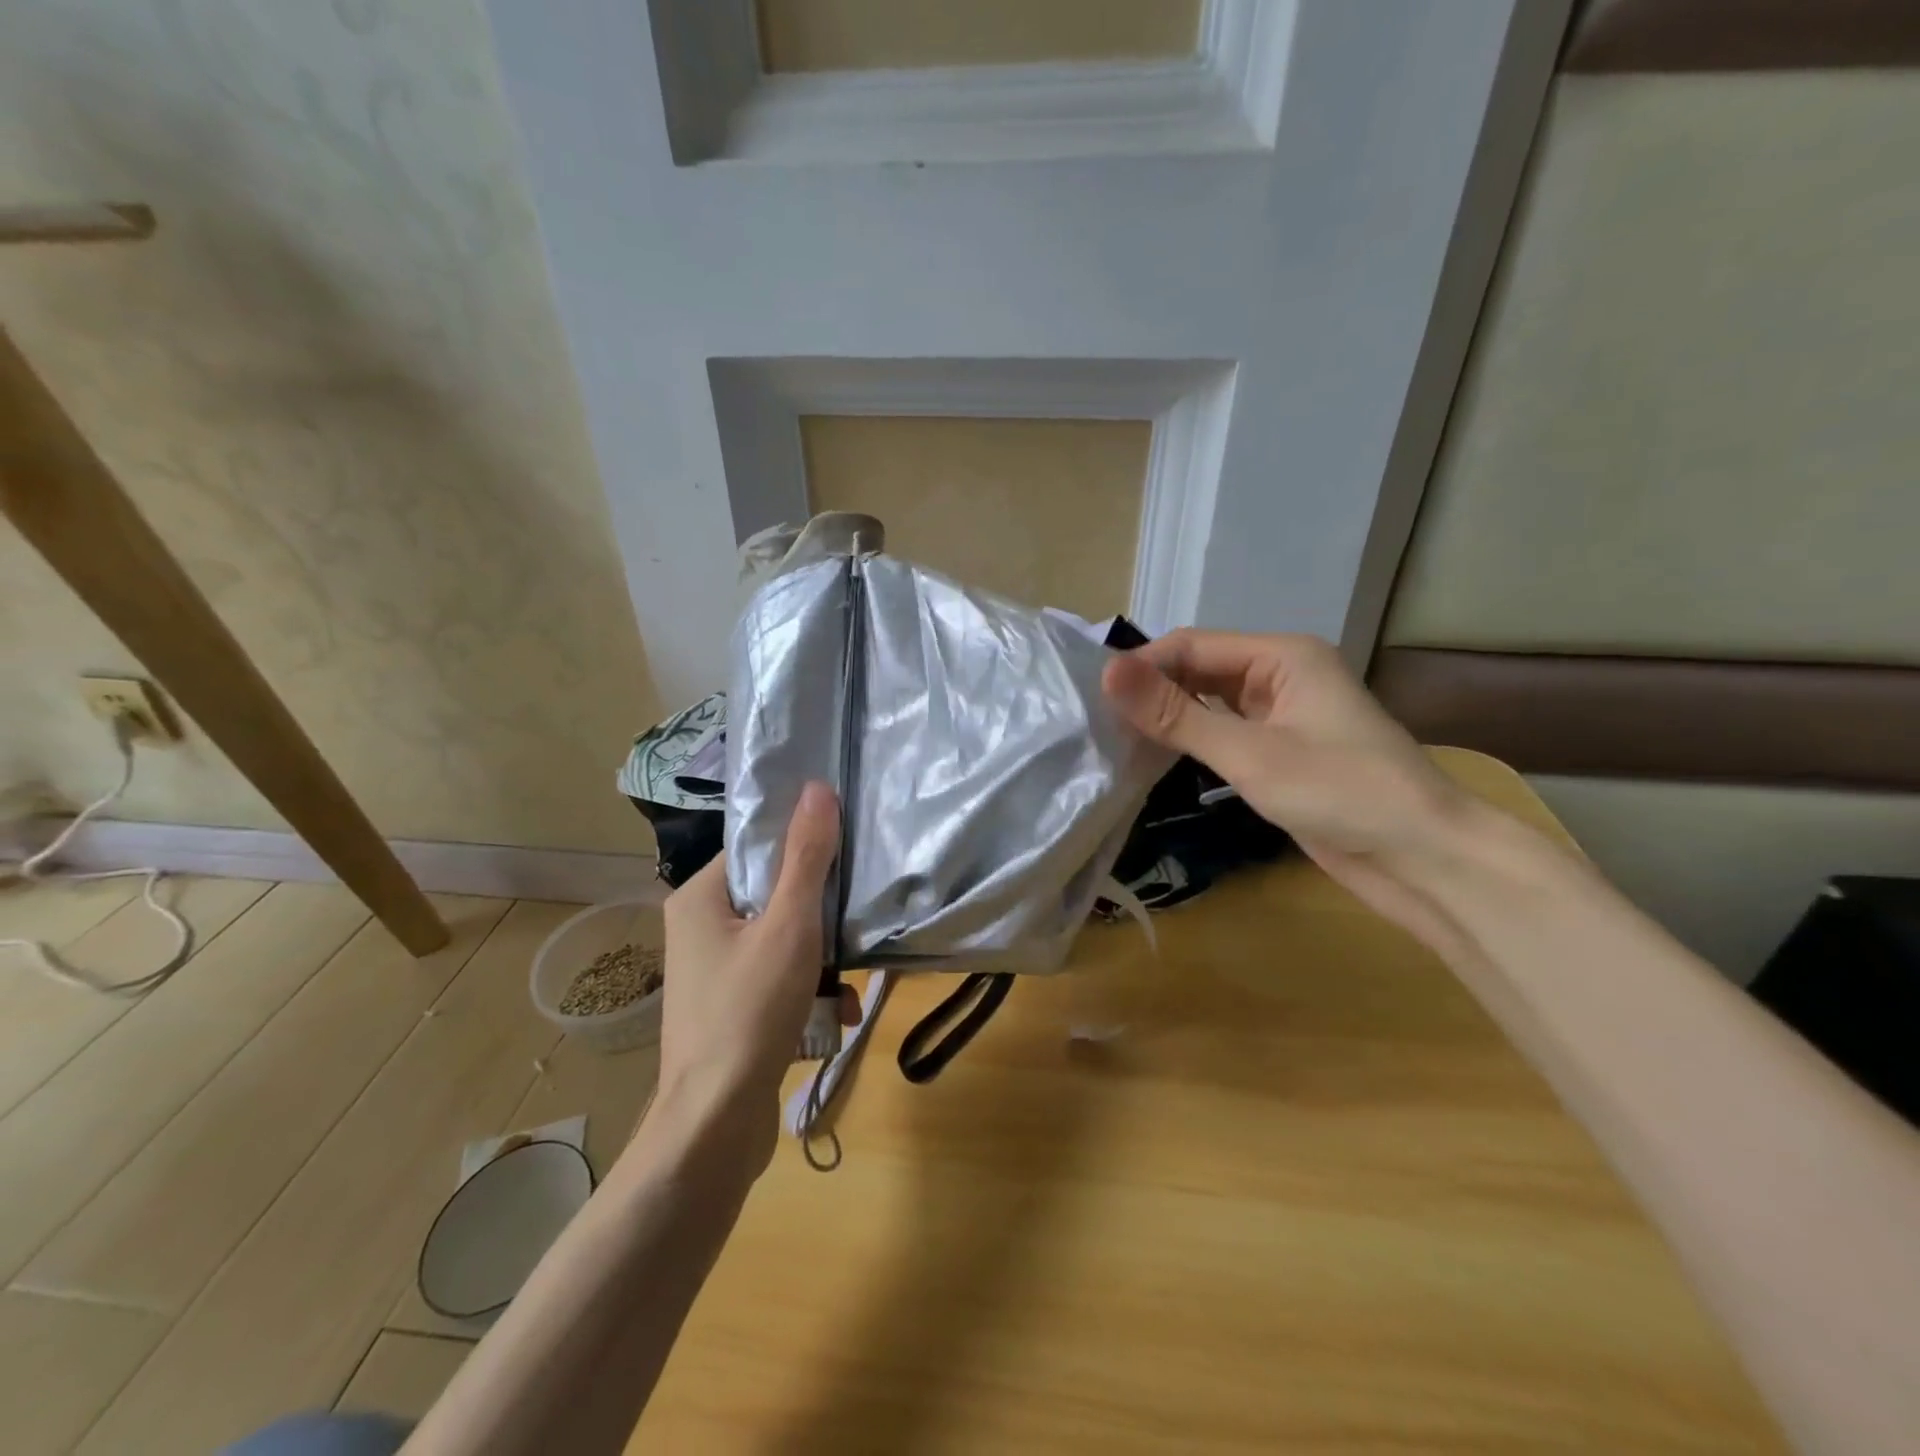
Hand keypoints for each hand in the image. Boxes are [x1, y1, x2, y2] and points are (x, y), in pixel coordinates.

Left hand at [650, 781, 854, 1176]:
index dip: (802, 850)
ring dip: (822, 962)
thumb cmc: (750, 1011)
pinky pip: (775, 981)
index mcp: (699, 898)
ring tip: (849, 987)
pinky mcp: (728, 1010)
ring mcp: (712, 973)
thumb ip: (806, 857)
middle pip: (774, 897)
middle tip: (852, 929)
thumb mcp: (789, 926)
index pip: (757, 849)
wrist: (714, 1125)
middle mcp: (699, 929)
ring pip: (781, 941)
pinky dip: (807, 992)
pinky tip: (836, 1017)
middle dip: (820, 919)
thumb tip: (816, 787)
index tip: (844, 860)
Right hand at [1103, 631, 1472, 949]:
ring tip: (1114, 739)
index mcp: (1281, 656)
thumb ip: (1176, 715)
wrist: (1422, 859)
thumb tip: (1107, 673)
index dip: (1142, 666)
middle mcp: (1280, 676)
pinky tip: (1156, 759)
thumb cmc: (1340, 793)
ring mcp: (1282, 716)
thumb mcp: (1249, 753)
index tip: (1093, 698)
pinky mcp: (1281, 753)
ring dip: (1169, 718)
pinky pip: (1224, 734)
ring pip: (1209, 703)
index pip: (1192, 645)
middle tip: (1097, 722)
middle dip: (1153, 692)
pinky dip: (1191, 742)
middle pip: (1199, 671)